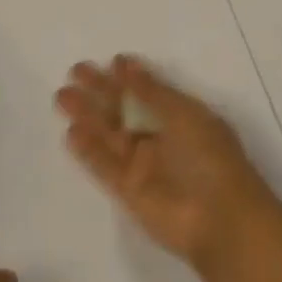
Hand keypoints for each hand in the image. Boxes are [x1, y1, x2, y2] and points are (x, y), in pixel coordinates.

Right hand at [56, 55, 277, 270]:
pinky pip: (104, 166)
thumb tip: (126, 64)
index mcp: (183, 117)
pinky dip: (88, 150)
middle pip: (124, 111)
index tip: (111, 61)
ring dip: (88, 116)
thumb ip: (152, 91)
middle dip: (101, 91)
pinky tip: (71, 133)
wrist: (219, 220)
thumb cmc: (210, 158)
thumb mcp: (184, 115)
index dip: (131, 77)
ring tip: (62, 96)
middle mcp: (162, 138)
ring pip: (109, 136)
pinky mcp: (129, 191)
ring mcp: (144, 165)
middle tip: (75, 71)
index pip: (150, 92)